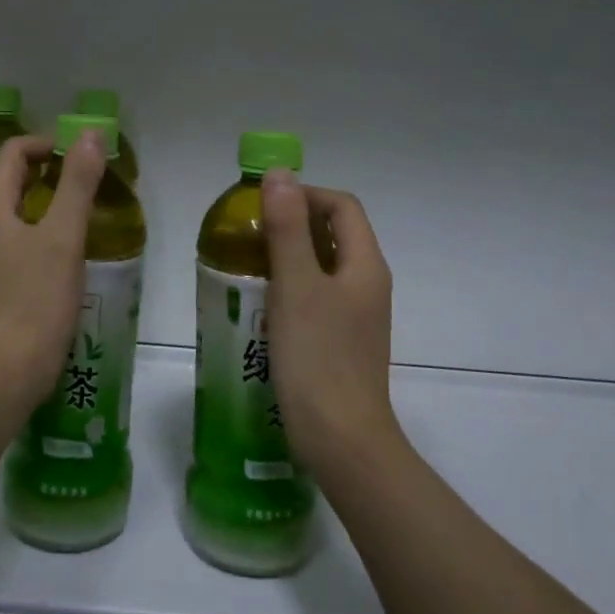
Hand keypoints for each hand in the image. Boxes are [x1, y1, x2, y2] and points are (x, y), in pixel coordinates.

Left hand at [0, 132, 105, 412]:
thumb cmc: (32, 302)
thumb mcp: (62, 238)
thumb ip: (77, 184)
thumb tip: (89, 133)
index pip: (14, 154)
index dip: (49, 145)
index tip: (84, 158)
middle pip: (12, 184)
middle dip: (51, 177)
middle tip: (91, 188)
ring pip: (15, 219)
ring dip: (48, 210)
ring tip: (84, 223)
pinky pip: (15, 249)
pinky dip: (40, 241)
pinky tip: (66, 264)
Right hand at [262, 169, 399, 468]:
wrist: (341, 440)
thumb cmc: (318, 358)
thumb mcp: (296, 286)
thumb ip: (287, 228)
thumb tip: (280, 173)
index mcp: (365, 265)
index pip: (342, 206)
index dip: (305, 195)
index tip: (263, 206)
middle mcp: (367, 285)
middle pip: (334, 235)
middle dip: (292, 225)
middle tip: (248, 234)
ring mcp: (357, 316)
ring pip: (322, 268)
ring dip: (288, 257)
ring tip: (247, 266)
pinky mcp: (341, 342)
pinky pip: (316, 298)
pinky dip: (290, 289)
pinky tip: (260, 307)